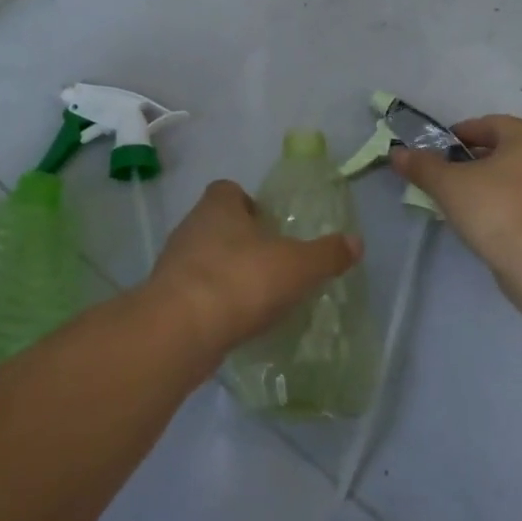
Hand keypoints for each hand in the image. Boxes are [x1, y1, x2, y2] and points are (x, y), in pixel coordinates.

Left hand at [145, 180, 361, 356]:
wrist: (180, 330)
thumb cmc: (241, 280)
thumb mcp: (297, 266)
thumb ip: (327, 254)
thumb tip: (356, 242)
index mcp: (218, 206)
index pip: (228, 190)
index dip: (249, 203)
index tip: (270, 226)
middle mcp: (191, 227)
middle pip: (216, 224)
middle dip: (241, 241)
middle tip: (270, 263)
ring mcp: (173, 264)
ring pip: (203, 259)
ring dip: (226, 273)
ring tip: (255, 297)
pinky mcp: (165, 300)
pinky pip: (194, 293)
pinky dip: (213, 303)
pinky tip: (234, 322)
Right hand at [391, 115, 521, 277]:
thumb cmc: (496, 208)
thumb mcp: (449, 184)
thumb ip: (423, 166)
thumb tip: (397, 153)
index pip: (487, 124)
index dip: (456, 136)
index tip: (434, 153)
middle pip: (500, 150)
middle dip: (469, 161)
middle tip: (442, 177)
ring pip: (511, 177)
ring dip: (484, 184)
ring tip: (457, 201)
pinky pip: (521, 201)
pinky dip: (500, 204)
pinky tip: (480, 221)